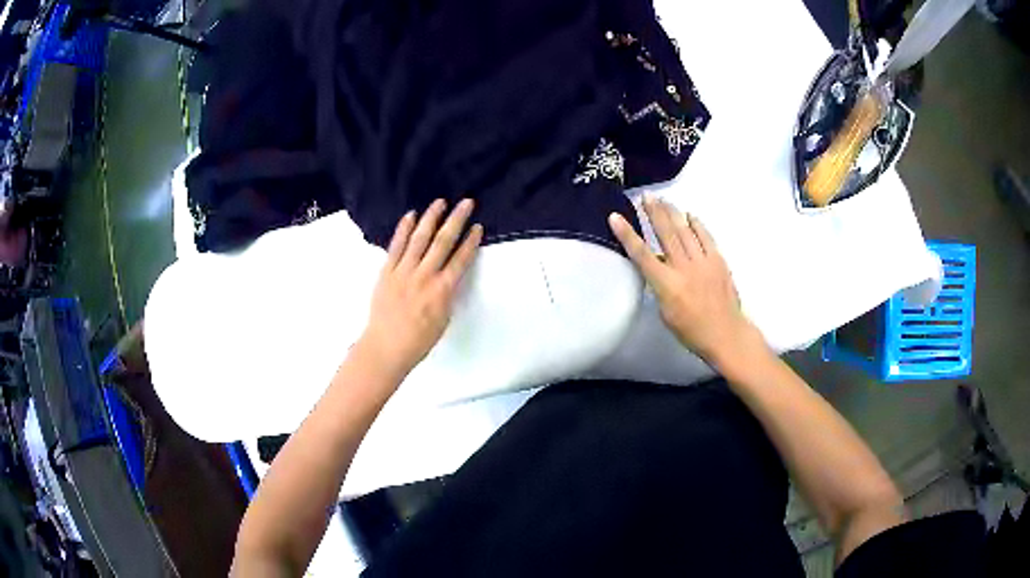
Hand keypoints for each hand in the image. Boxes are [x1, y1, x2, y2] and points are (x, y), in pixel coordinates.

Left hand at [358, 199, 482, 378]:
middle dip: (456, 220)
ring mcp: (404, 271)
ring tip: (440, 202)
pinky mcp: (386, 271)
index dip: (471, 241)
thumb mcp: (443, 319)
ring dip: (431, 218)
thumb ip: (447, 294)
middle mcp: (425, 276)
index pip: (461, 259)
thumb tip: (448, 276)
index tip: (477, 226)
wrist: (386, 347)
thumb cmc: (418, 341)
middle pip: (443, 242)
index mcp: (442, 290)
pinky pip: (396, 246)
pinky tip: (411, 215)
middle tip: (466, 202)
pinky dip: (404, 229)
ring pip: (420, 238)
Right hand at [608, 197, 765, 367]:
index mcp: (667, 285)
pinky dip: (697, 225)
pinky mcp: (718, 261)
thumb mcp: (666, 313)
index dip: (627, 235)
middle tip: (645, 196)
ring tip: (663, 199)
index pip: (642, 255)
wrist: (726, 334)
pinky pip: (706, 237)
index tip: (615, 216)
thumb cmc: (691, 331)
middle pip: (665, 234)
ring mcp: (703, 262)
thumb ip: (660, 287)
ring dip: (673, 213)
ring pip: (684, 231)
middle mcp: (683, 268)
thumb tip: (658, 267)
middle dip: (653, 212)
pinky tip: (690, 216)